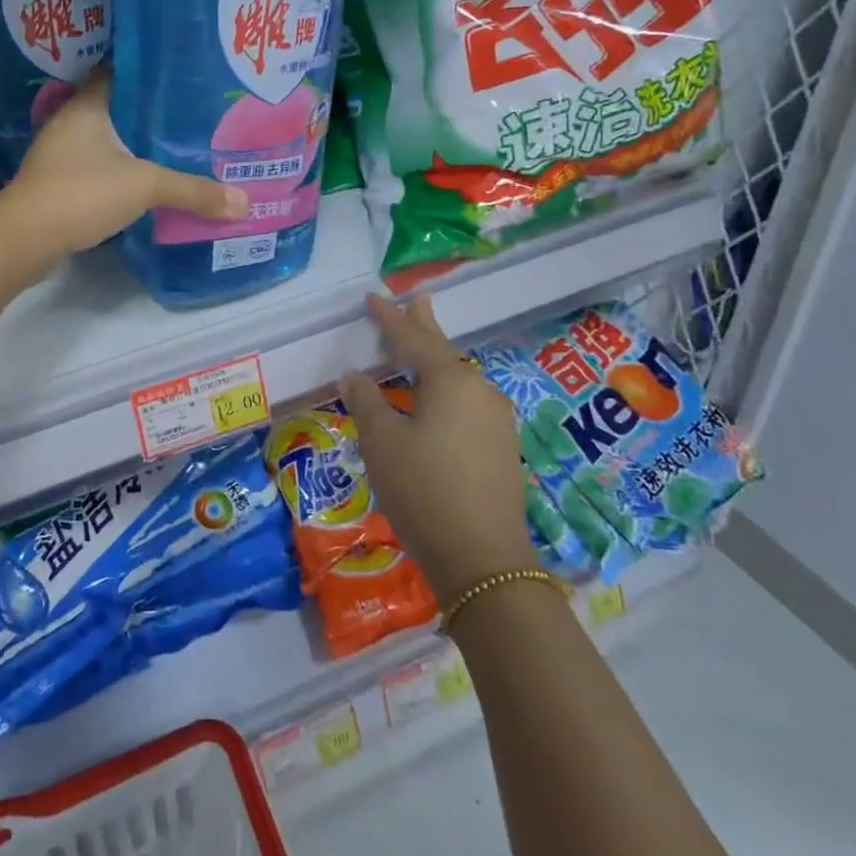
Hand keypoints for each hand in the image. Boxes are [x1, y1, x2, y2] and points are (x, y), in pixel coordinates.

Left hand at [4, 72, 247, 256]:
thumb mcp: (145, 186)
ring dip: (134, 143)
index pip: (117, 71)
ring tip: (176, 145)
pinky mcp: (59, 183)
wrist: (24, 240)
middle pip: (116, 107)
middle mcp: (71, 123)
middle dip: (150, 111)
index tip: (181, 74)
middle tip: (191, 113)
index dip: (148, 70)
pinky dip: (121, 170)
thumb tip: (244, 203)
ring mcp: (60, 155)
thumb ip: (193, 192)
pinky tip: (146, 180)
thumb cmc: (82, 193)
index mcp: (87, 106)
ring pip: (106, 139)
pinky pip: (97, 166)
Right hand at [339, 294, 538, 601]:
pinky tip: (439, 399)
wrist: (483, 559)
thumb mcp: (382, 442)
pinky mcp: (501, 447)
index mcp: (450, 380)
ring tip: (422, 347)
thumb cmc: (423, 490)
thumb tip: (354, 375)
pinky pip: (467, 402)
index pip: (412, 339)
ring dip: (436, 360)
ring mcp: (495, 419)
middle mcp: (479, 390)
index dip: (389, 318)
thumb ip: (366, 402)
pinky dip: (446, 390)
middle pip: (444, 350)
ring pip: (458, 378)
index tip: (373, 297)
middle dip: (425, 325)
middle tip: (417, 299)